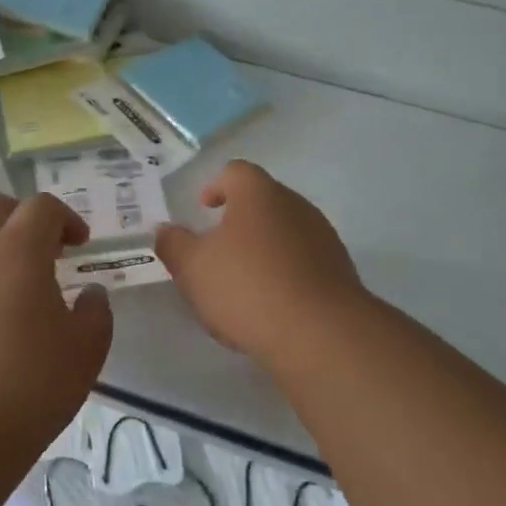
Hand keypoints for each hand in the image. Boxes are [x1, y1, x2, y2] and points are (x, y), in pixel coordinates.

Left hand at [0, 192, 113, 434]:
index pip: (41, 206)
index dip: (65, 218)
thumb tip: (90, 293)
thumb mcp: (86, 351)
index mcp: (17, 252)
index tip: (79, 245)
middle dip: (20, 220)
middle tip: (42, 254)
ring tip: (9, 311)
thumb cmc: (29, 385)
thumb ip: (95, 312)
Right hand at [155, 160, 368, 363]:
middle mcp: (295, 205)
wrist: (320, 333)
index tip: (203, 208)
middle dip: (239, 220)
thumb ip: (173, 244)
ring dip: (264, 248)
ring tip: (243, 281)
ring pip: (285, 232)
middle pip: (263, 201)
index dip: (216, 185)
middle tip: (217, 248)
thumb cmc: (247, 287)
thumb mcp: (193, 267)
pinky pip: (304, 262)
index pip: (236, 172)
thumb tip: (165, 230)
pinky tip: (271, 304)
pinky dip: (285, 273)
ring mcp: (323, 238)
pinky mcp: (339, 271)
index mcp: (259, 194)